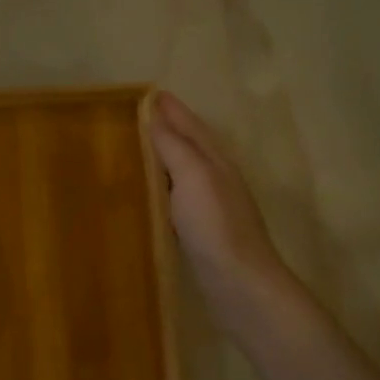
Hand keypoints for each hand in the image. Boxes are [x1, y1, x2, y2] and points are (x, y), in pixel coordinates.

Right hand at [148, 92, 299, 340]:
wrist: (240, 285)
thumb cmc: (216, 226)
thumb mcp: (194, 177)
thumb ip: (175, 146)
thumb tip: (155, 114)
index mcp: (215, 162)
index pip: (191, 126)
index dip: (172, 110)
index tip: (149, 93)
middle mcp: (216, 180)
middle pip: (191, 146)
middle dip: (169, 129)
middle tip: (140, 117)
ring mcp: (212, 208)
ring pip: (185, 173)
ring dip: (166, 158)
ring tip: (140, 151)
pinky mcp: (202, 234)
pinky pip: (178, 200)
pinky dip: (164, 190)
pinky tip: (151, 197)